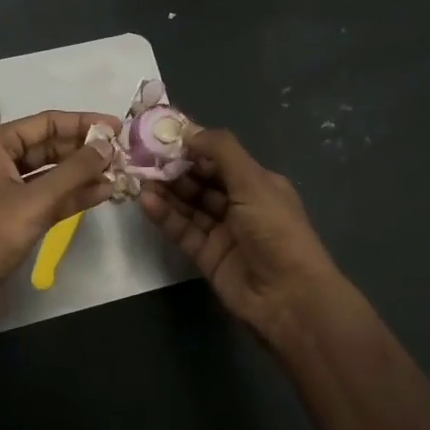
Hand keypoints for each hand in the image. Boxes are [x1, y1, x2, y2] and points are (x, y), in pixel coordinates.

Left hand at [0, 110, 117, 327]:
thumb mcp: (35, 200)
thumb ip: (74, 171)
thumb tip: (107, 146)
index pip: (48, 123)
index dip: (84, 123)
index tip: (118, 127)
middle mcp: (3, 159)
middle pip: (52, 145)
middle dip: (86, 150)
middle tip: (124, 153)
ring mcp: (10, 188)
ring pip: (54, 172)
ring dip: (84, 173)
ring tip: (120, 173)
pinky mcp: (18, 214)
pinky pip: (52, 195)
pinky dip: (75, 194)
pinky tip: (104, 193)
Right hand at [139, 127, 351, 345]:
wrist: (289, 297)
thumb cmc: (276, 229)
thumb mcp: (253, 181)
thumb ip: (221, 151)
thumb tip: (189, 132)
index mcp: (257, 183)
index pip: (219, 158)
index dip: (193, 146)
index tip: (163, 135)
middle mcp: (240, 204)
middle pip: (201, 180)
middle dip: (174, 168)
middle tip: (143, 156)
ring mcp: (222, 231)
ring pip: (189, 205)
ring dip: (166, 190)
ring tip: (139, 177)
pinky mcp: (206, 256)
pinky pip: (182, 230)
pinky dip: (165, 215)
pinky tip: (147, 202)